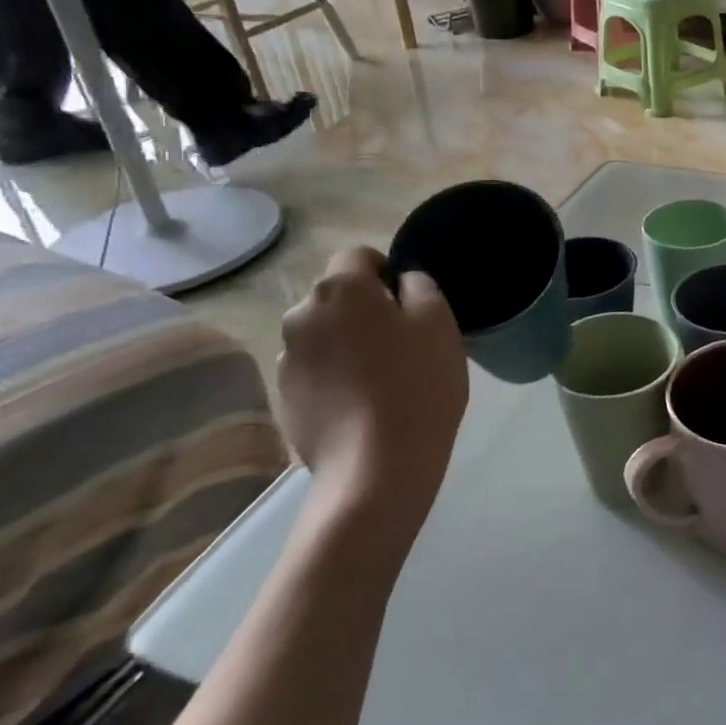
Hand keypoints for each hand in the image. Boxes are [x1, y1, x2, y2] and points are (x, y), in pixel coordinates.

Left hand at [276, 249, 467, 534]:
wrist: (376, 468)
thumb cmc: (417, 385)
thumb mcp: (440, 323)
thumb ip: (420, 286)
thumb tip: (403, 281)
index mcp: (340, 289)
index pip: (358, 256)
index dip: (386, 272)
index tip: (410, 305)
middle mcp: (301, 315)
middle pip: (338, 297)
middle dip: (364, 310)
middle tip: (402, 343)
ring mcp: (287, 359)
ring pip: (325, 335)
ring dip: (347, 344)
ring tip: (382, 380)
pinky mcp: (285, 398)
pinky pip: (316, 371)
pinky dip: (335, 378)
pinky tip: (363, 406)